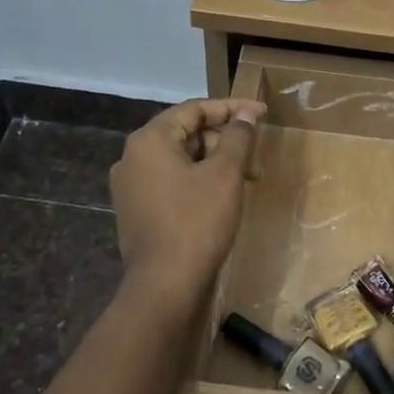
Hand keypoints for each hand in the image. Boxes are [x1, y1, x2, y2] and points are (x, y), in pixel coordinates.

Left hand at [110, 98, 265, 299]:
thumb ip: (236, 137)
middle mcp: (133, 158)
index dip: (231, 108)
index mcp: (149, 140)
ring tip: (248, 180)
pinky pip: (172, 182)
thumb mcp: (224, 174)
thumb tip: (244, 113)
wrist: (165, 285)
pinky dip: (199, 181)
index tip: (262, 114)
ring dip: (216, 162)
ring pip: (181, 160)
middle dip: (225, 140)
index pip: (194, 109)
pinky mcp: (137, 211)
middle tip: (257, 155)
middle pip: (186, 133)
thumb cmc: (197, 221)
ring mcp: (132, 187)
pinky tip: (224, 196)